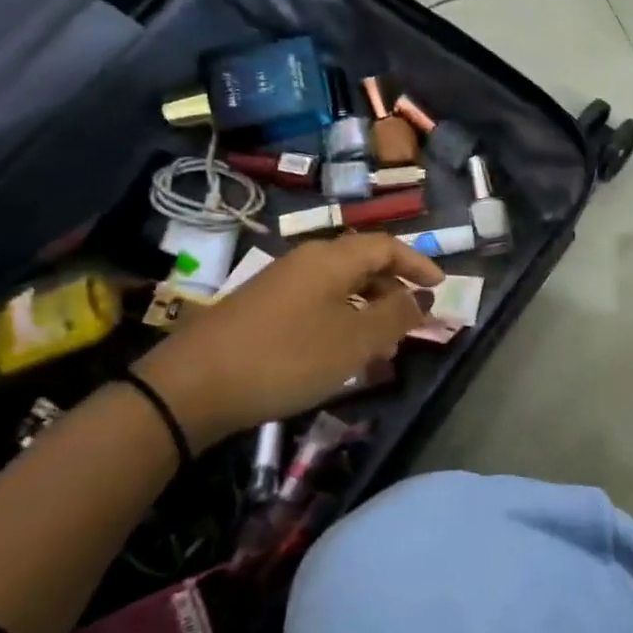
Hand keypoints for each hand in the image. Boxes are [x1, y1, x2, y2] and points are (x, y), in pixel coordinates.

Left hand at [131, 233, 442, 448]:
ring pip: (340, 288)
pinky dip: (342, 321)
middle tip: (412, 322)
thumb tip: (419, 298)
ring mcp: (280, 284)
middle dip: (394, 291)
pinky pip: (317, 305)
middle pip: (363, 264)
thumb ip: (396, 316)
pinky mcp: (261, 310)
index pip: (387, 246)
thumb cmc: (289, 356)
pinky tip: (341, 355)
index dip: (418, 263)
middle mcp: (307, 261)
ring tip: (382, 349)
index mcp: (332, 258)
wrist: (193, 386)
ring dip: (368, 311)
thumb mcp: (356, 340)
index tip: (440, 287)